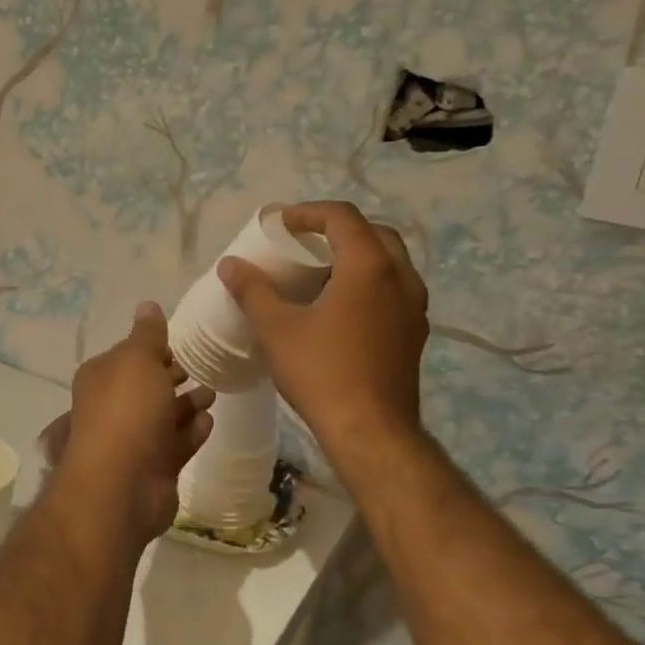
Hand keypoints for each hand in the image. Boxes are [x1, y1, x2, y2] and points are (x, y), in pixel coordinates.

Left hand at [38, 303, 215, 542]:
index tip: (183, 341)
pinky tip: (210, 421)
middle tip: (204, 366)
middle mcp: (113, 407)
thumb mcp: (137, 360)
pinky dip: (192, 431)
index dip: (155, 348)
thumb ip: (147, 334)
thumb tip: (148, 305)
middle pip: (147, 386)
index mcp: (102, 377)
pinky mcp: (155, 468)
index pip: (129, 355)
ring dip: (187, 403)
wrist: (121, 486)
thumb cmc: (127, 412)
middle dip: (172, 376)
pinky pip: (177, 443)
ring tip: (214, 391)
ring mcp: (134, 441)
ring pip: (164, 415)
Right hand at [218, 201, 428, 450]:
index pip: (342, 217)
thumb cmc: (322, 373)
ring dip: (357, 255)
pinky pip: (394, 289)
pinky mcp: (415, 332)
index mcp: (369, 266)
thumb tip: (230, 264)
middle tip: (304, 243)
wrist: (371, 432)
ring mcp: (414, 306)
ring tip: (321, 272)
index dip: (307, 212)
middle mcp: (400, 277)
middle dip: (337, 230)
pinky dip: (369, 282)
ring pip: (389, 261)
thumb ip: (252, 290)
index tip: (279, 224)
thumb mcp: (277, 329)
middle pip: (372, 233)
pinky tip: (342, 308)